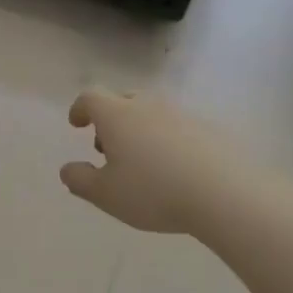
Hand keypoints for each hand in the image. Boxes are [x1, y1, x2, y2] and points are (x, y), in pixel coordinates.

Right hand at [59, 88, 233, 236]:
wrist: (224, 192)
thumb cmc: (153, 191)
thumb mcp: (105, 195)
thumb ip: (80, 180)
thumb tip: (68, 169)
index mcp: (117, 116)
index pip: (90, 97)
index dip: (80, 108)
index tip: (77, 124)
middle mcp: (148, 106)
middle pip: (123, 100)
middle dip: (110, 120)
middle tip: (107, 147)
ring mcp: (182, 114)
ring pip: (152, 113)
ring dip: (139, 130)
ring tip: (141, 162)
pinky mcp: (209, 129)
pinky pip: (178, 128)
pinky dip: (167, 141)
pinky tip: (173, 169)